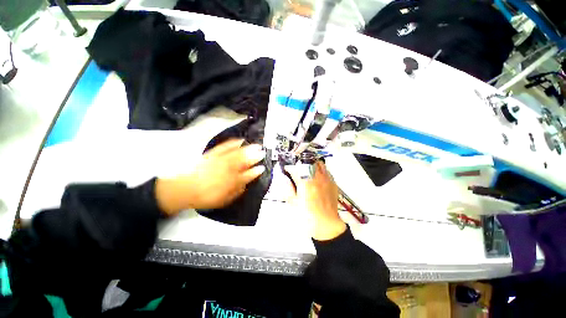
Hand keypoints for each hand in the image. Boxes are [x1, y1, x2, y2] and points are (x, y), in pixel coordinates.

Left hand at [155, 139, 265, 214]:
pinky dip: (233, 143)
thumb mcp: (223, 200)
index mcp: (230, 182)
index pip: (247, 176)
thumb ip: (236, 192)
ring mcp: (219, 160)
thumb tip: (246, 185)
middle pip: (243, 162)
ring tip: (256, 145)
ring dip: (248, 149)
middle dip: (254, 157)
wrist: (183, 188)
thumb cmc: (205, 196)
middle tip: (263, 152)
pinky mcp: (212, 154)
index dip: (256, 172)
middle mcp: (227, 170)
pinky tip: (240, 140)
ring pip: (236, 153)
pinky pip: (224, 147)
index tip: (262, 168)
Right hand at [285, 161, 346, 240]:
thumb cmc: (309, 217)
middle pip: (309, 161)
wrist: (326, 225)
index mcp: (305, 183)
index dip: (289, 167)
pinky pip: (327, 171)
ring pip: (319, 163)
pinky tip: (317, 178)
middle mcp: (317, 178)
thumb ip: (287, 188)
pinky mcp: (333, 184)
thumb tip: (283, 178)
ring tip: (307, 171)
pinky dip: (320, 171)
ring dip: (311, 164)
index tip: (286, 169)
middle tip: (297, 169)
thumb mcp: (294, 203)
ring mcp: (326, 180)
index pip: (296, 167)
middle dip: (301, 163)